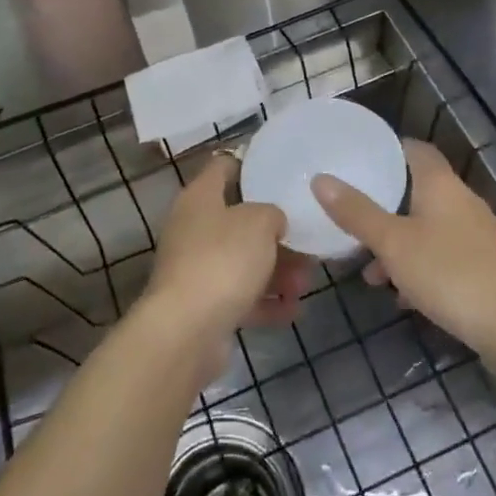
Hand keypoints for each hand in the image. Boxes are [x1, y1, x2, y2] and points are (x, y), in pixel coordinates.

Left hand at [142, 154, 311, 349]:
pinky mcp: (204, 306)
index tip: (281, 171)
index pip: (223, 166)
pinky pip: (242, 297)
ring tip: (306, 282)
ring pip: (244, 261)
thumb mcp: (259, 222)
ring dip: (278, 271)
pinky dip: (267, 302)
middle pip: (239, 221)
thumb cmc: (223, 260)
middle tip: (308, 240)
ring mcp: (197, 269)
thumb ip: (272, 213)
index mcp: (200, 198)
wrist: (186, 331)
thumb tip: (272, 221)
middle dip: (276, 233)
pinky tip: (294, 310)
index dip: (250, 164)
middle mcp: (194, 229)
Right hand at [312, 140, 495, 367]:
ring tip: (369, 272)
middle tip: (350, 220)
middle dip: (383, 206)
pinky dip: (419, 269)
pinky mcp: (484, 268)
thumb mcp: (394, 244)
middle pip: (417, 191)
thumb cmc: (451, 273)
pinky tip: (402, 297)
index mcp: (440, 185)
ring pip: (427, 229)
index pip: (413, 149)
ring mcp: (476, 236)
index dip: (386, 151)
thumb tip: (320, 178)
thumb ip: (357, 213)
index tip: (355, 162)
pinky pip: (442, 257)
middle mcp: (461, 202)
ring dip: (398, 245)